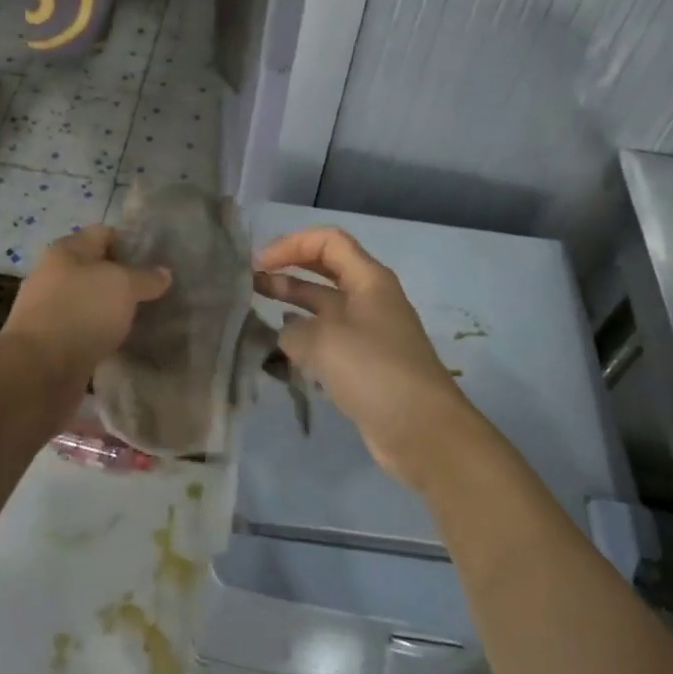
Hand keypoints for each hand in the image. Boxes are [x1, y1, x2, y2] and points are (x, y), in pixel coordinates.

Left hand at [0, 225, 171, 394]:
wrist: (38, 371)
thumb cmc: (81, 312)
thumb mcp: (123, 286)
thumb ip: (146, 277)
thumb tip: (164, 273)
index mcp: (66, 251)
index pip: (103, 234)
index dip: (131, 243)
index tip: (159, 261)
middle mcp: (54, 275)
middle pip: (96, 269)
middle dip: (125, 279)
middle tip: (158, 292)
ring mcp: (51, 310)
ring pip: (92, 302)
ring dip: (115, 310)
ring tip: (147, 318)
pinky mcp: (52, 343)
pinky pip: (85, 330)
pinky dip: (104, 334)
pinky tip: (126, 343)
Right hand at [256, 227, 478, 485]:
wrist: (422, 431)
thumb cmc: (375, 372)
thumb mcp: (324, 341)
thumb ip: (294, 331)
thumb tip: (288, 335)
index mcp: (369, 279)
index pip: (327, 241)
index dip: (291, 244)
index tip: (260, 264)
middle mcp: (370, 299)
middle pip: (325, 270)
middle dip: (288, 270)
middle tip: (250, 281)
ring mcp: (368, 333)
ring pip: (324, 307)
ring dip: (292, 303)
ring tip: (255, 309)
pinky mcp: (364, 364)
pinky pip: (328, 339)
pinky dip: (304, 338)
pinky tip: (280, 349)